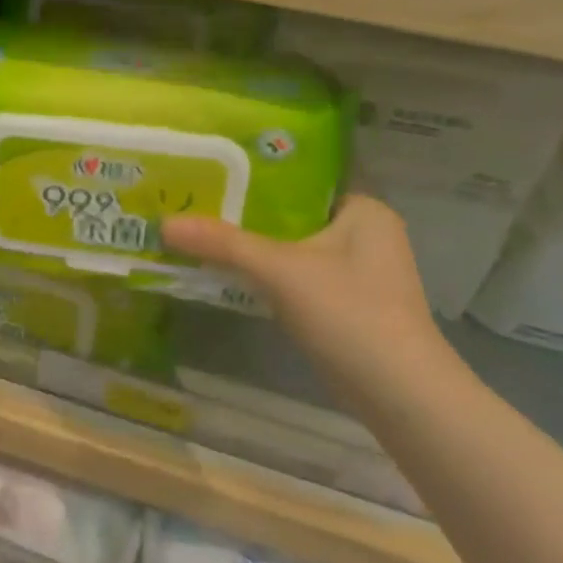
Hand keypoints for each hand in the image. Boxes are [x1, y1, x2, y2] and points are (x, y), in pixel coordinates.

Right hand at [162, 194, 451, 399]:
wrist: (399, 395)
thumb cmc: (350, 313)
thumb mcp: (280, 270)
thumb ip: (223, 243)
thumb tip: (163, 224)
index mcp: (364, 210)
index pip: (305, 176)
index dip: (259, 170)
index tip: (214, 167)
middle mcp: (366, 234)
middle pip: (294, 212)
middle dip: (248, 210)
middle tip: (197, 198)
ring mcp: (357, 272)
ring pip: (293, 245)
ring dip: (255, 243)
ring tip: (202, 228)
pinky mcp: (346, 304)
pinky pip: (296, 274)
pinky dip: (267, 272)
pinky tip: (229, 270)